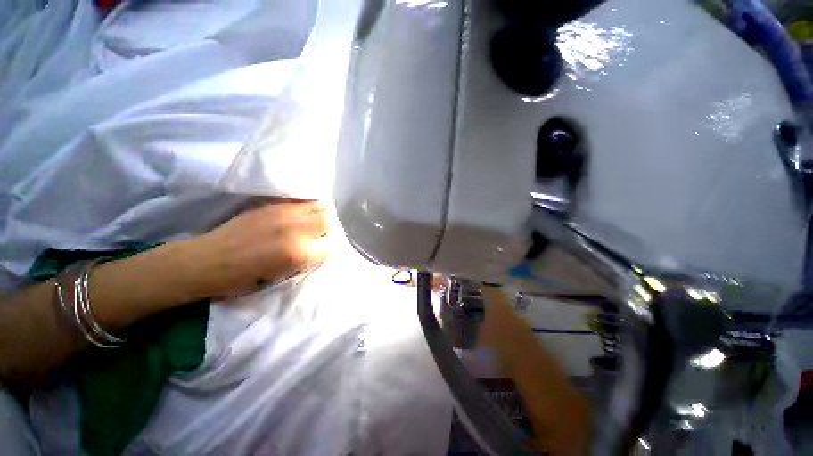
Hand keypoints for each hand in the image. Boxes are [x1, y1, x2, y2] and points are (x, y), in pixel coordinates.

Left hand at [183, 201, 328, 299]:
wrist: (207, 261)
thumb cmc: (242, 279)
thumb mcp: (281, 277)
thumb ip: (304, 261)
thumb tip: (317, 250)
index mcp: (298, 254)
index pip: (330, 247)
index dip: (326, 250)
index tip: (320, 251)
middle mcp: (296, 230)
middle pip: (328, 221)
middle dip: (327, 229)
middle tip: (319, 234)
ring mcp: (284, 214)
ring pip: (317, 206)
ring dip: (319, 214)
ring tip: (312, 221)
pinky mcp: (272, 205)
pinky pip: (301, 201)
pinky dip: (306, 207)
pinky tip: (299, 214)